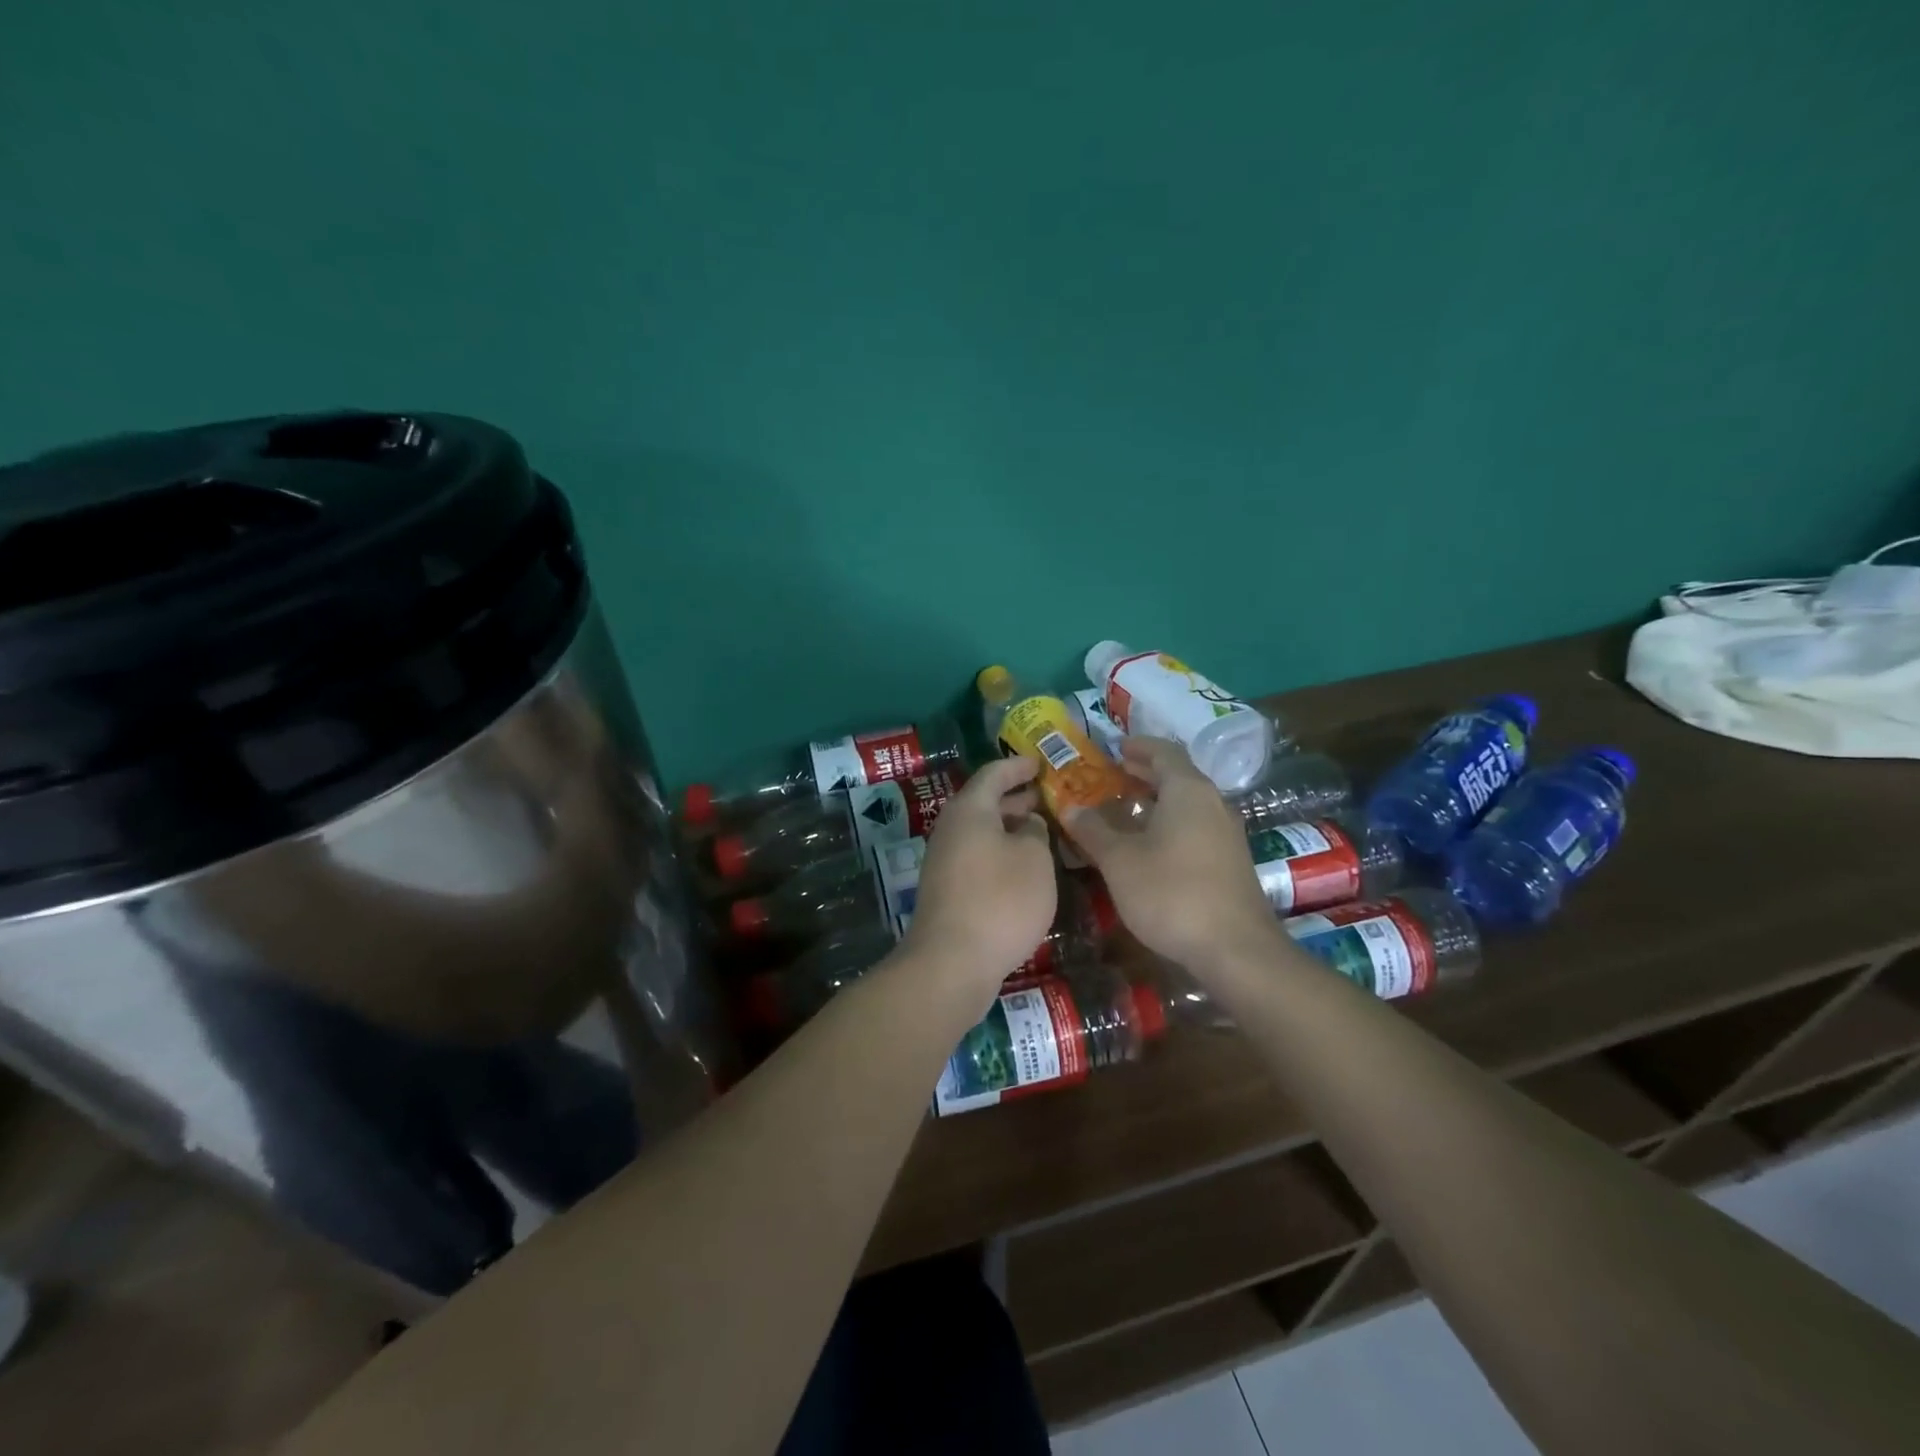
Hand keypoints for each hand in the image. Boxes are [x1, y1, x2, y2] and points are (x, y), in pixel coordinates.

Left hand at [904, 757, 1057, 1003]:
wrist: (952, 962)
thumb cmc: (1000, 900)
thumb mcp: (1034, 859)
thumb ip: (1036, 832)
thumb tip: (1027, 824)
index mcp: (970, 810)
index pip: (994, 774)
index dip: (1018, 766)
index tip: (1040, 762)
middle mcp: (951, 829)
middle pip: (984, 802)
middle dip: (1016, 798)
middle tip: (1046, 797)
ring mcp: (945, 861)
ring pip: (981, 832)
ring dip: (1009, 828)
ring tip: (1042, 831)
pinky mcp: (947, 889)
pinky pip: (977, 856)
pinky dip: (1001, 852)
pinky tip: (1024, 868)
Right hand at [1065, 738, 1279, 971]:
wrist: (1235, 949)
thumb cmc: (1171, 893)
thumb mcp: (1120, 860)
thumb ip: (1094, 830)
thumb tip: (1071, 807)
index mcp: (1188, 790)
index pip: (1163, 752)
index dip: (1138, 746)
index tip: (1115, 748)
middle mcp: (1212, 803)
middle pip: (1177, 776)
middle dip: (1144, 773)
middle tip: (1112, 775)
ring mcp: (1226, 833)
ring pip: (1187, 804)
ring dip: (1156, 801)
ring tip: (1123, 809)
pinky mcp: (1230, 861)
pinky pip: (1195, 826)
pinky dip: (1169, 823)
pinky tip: (1149, 845)